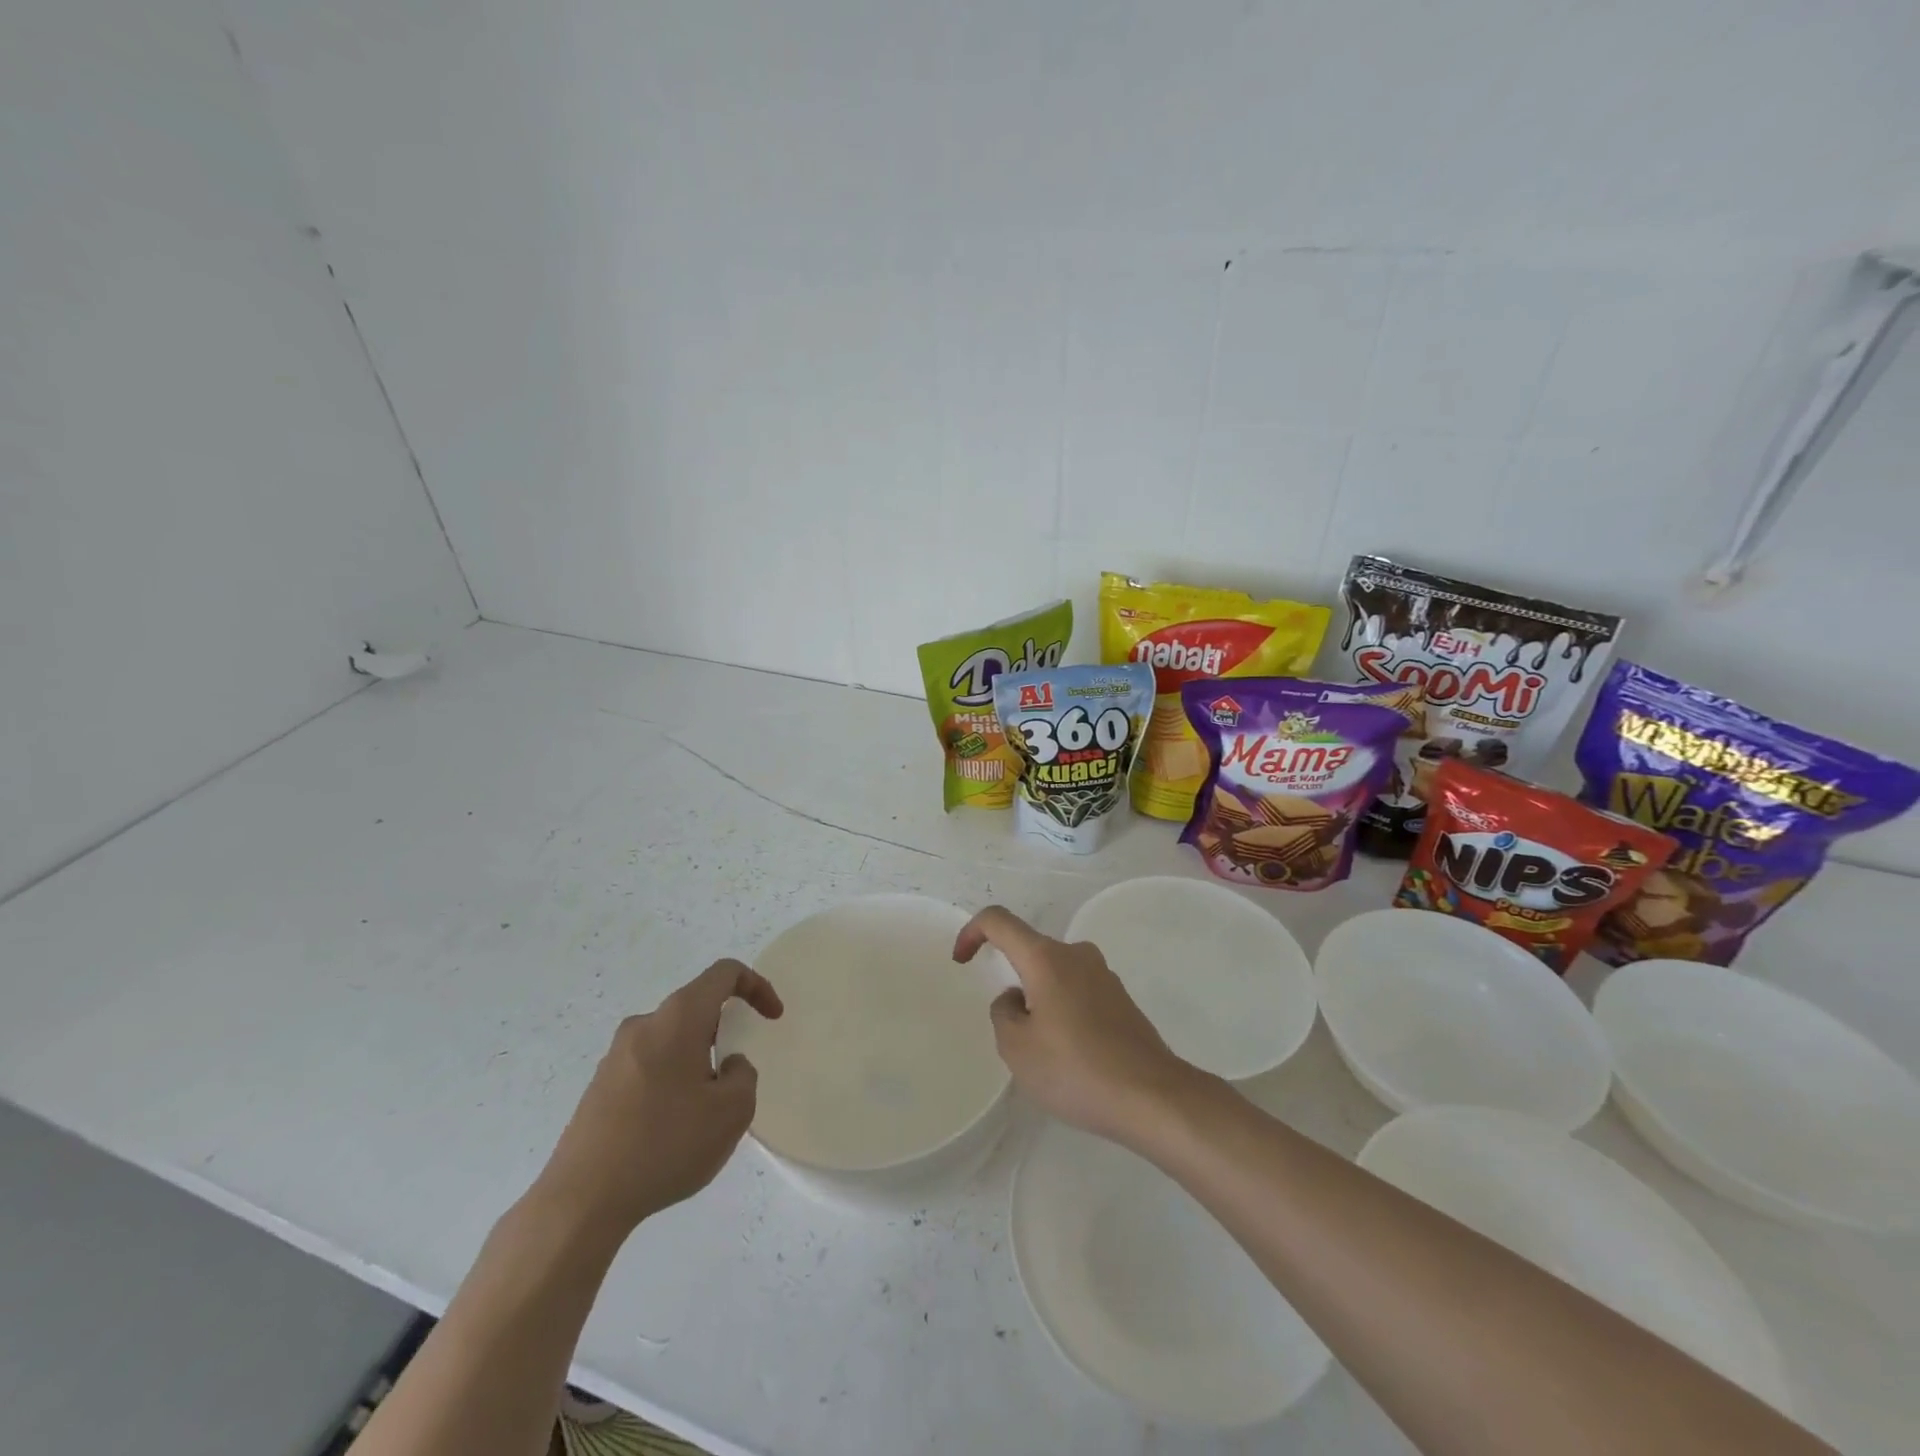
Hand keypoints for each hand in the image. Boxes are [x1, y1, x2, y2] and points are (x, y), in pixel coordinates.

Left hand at [534, 960, 782, 1240]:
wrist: (581, 1201)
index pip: (724, 973)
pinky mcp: (599, 1087)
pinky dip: (671, 1083)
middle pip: (696, 1008)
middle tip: (735, 1079)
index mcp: (678, 1018)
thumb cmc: (665, 1143)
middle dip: (724, 1033)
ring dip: (697, 1062)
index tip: (772, 1018)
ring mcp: (615, 1056)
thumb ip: (743, 1075)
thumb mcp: (732, 1112)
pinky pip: (649, 1067)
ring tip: (703, 1115)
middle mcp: (644, 1024)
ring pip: (672, 1041)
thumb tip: (726, 1066)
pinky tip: (670, 1132)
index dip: (757, 986)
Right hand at [953, 906, 1197, 1146]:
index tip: (962, 961)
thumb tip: (1016, 999)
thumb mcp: (1017, 1049)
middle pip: (1030, 950)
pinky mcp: (1121, 999)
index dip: (972, 932)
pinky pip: (1077, 991)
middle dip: (1012, 982)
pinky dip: (1063, 1011)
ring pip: (1054, 974)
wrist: (1153, 1096)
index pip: (999, 921)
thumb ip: (1003, 1013)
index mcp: (1046, 958)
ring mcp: (1103, 975)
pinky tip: (1072, 1057)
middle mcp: (1076, 954)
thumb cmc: (1076, 1069)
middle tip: (1012, 1035)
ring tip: (1045, 1053)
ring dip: (1039, 1000)